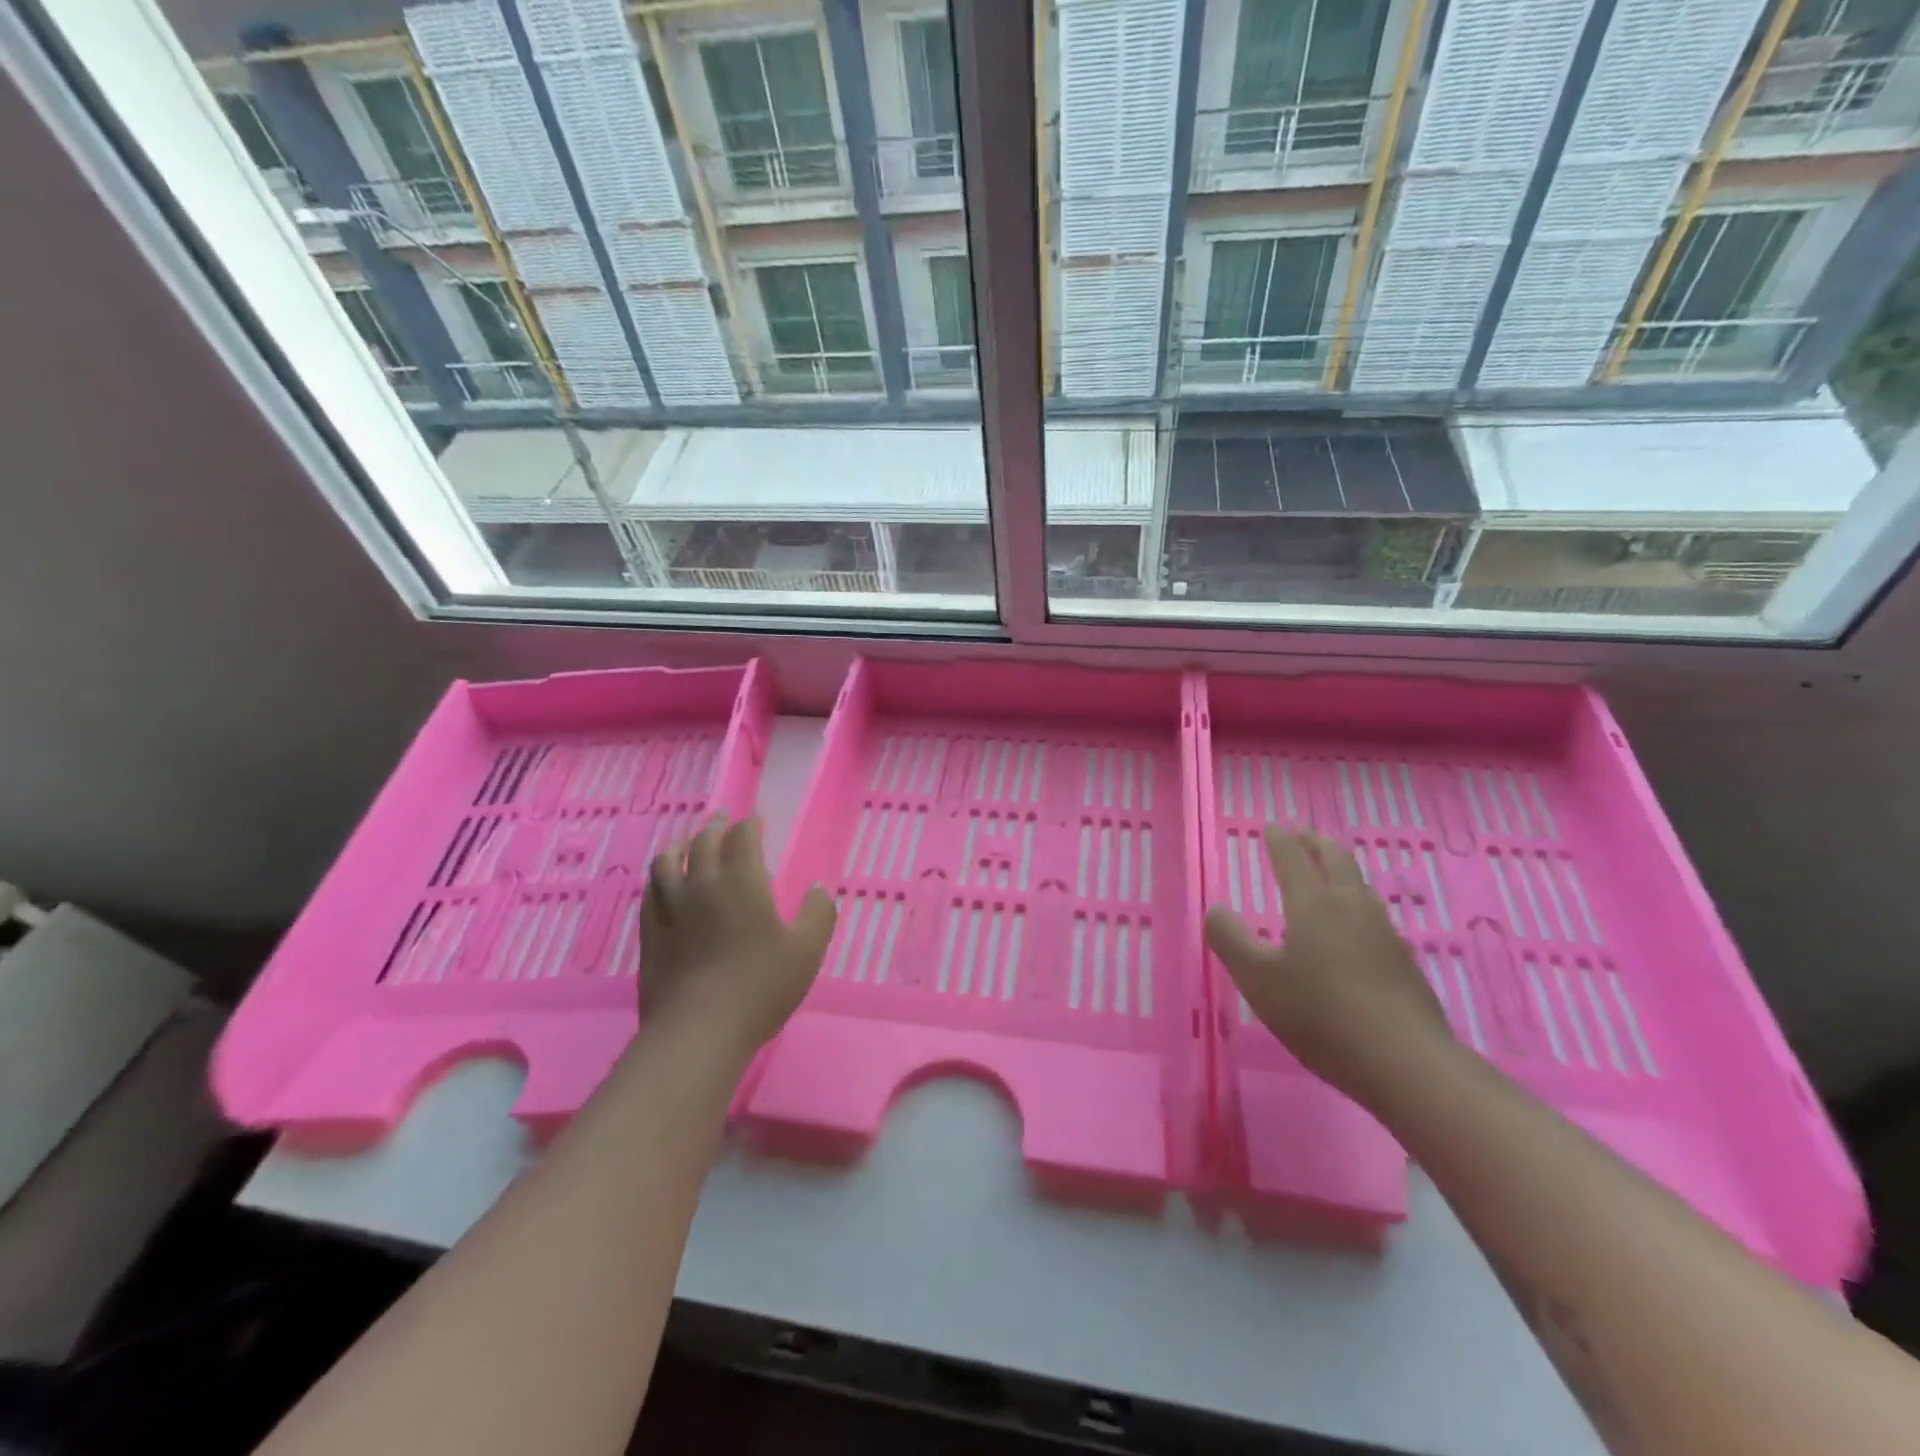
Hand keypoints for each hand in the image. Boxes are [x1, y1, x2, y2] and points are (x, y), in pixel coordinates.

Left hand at [640, 814, 836, 1056]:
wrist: (699, 1030)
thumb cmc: (761, 986)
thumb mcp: (807, 950)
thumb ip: (818, 914)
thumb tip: (818, 888)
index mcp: (741, 882)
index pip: (742, 838)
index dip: (750, 826)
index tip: (756, 822)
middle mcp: (702, 885)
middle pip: (703, 843)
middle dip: (715, 828)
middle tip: (722, 821)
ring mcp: (670, 910)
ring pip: (667, 863)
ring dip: (679, 846)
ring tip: (685, 844)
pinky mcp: (650, 935)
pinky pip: (649, 894)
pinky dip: (657, 879)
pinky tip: (660, 885)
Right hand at [1205, 828, 1450, 1099]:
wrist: (1406, 1063)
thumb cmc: (1320, 1014)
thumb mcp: (1257, 979)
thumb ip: (1230, 940)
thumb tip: (1215, 909)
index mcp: (1313, 904)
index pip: (1293, 858)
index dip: (1279, 839)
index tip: (1271, 826)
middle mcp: (1351, 906)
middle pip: (1335, 859)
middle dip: (1315, 843)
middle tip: (1301, 834)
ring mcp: (1384, 932)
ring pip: (1359, 885)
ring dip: (1339, 869)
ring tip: (1327, 872)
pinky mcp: (1403, 961)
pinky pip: (1373, 914)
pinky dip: (1355, 902)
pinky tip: (1354, 926)